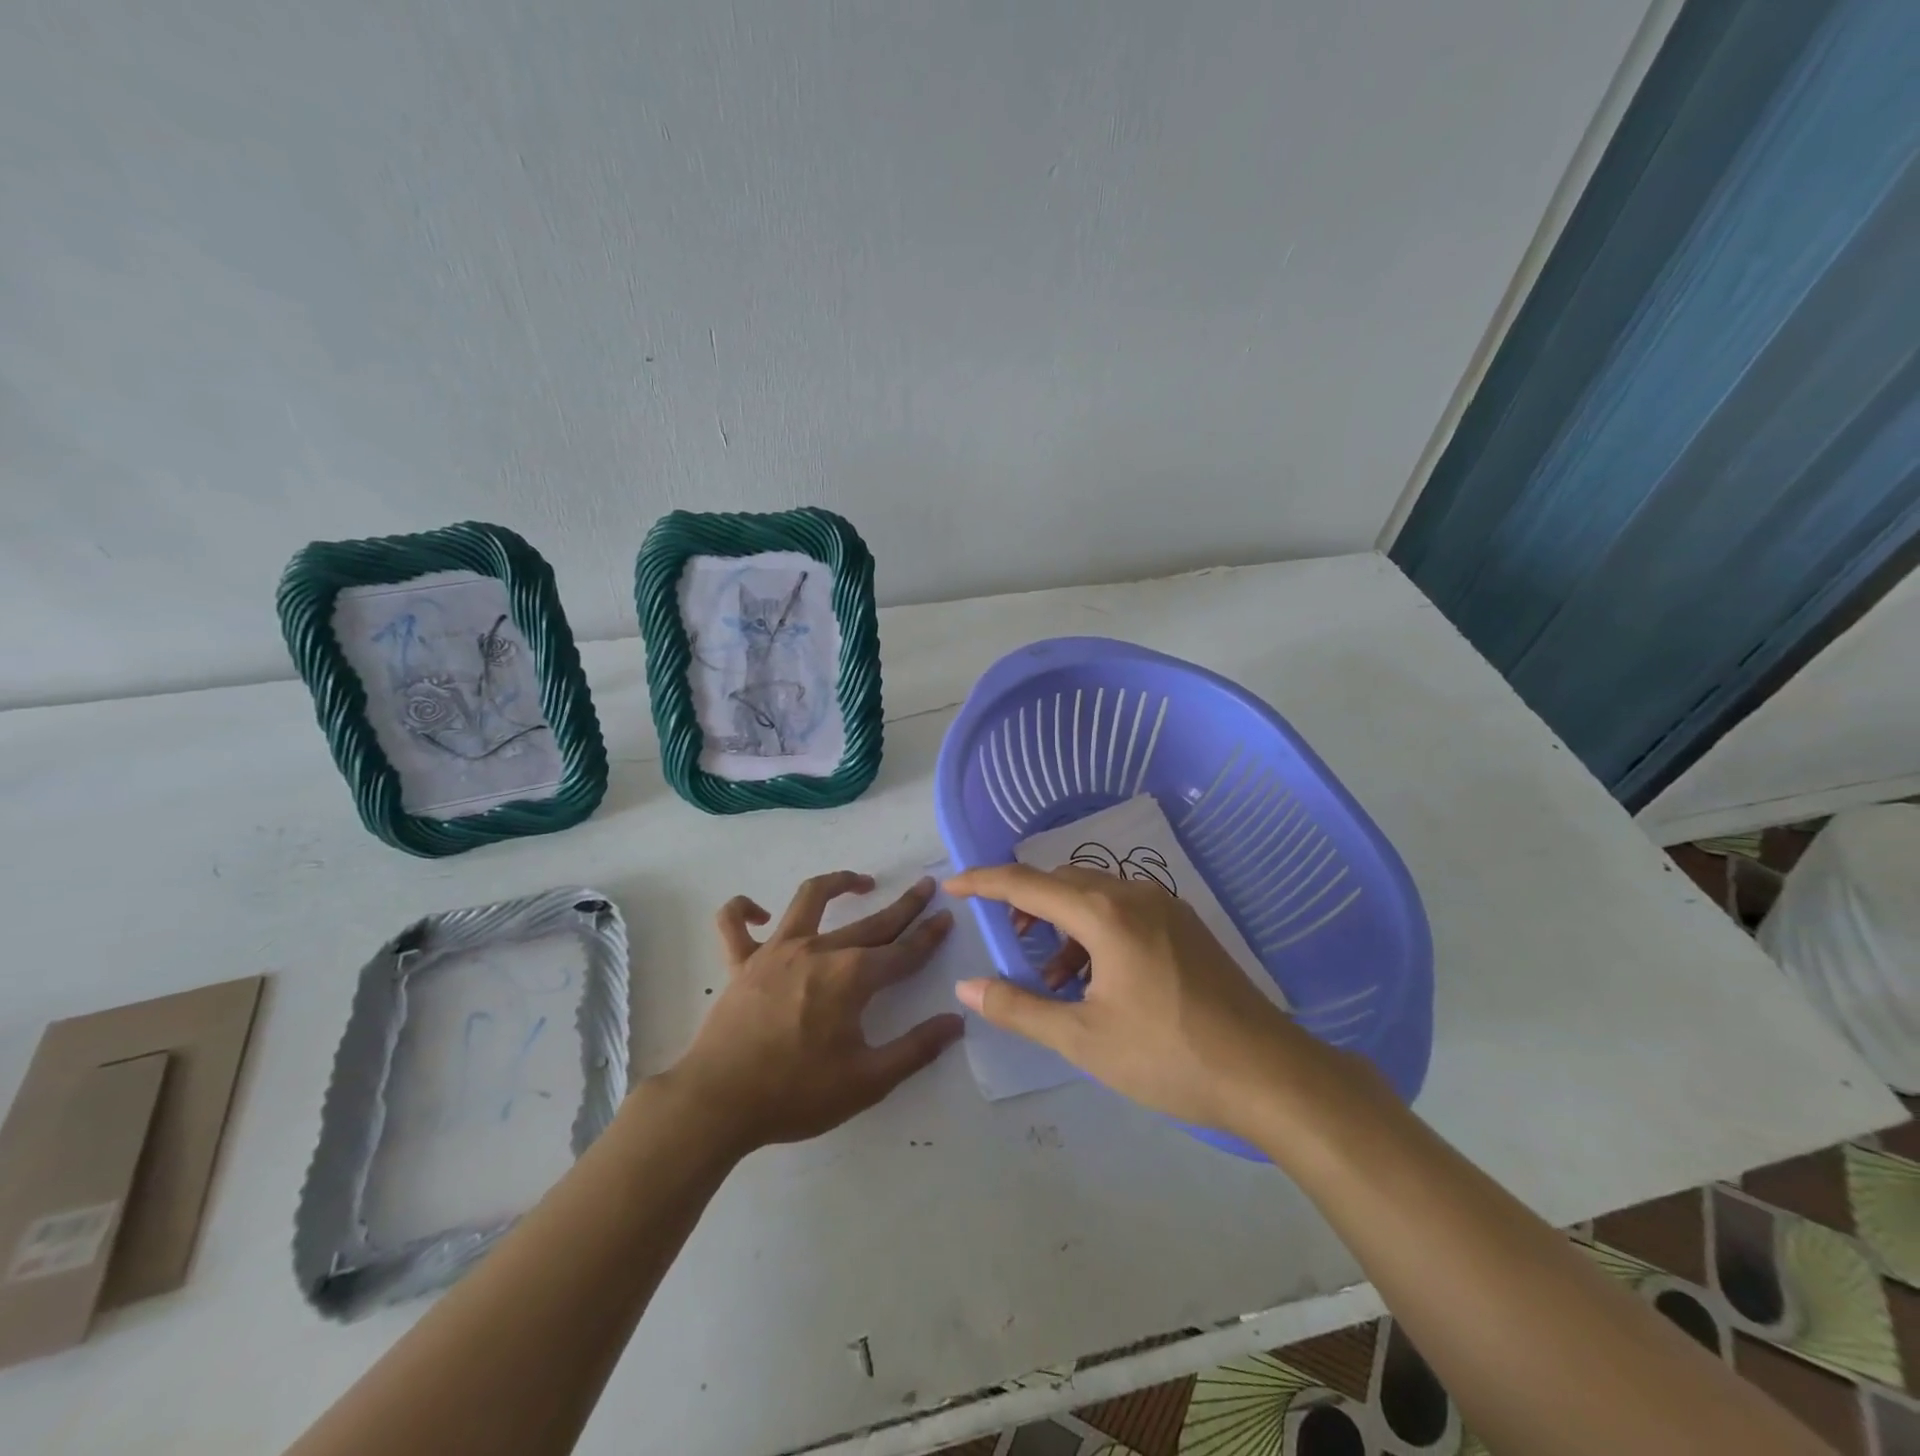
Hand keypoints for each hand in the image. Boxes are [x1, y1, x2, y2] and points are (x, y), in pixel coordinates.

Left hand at [667, 872, 963, 1153]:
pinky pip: (733, 925)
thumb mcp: (868, 1082)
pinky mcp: (741, 962)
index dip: (928, 936)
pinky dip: (742, 911)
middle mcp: (818, 951)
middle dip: (904, 905)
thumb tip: (956, 1022)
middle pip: (870, 922)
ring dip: (837, 883)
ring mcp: (775, 951)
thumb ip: (915, 1050)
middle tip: (925, 886)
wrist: (718, 1104)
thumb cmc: (795, 1094)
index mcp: (851, 977)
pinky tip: (758, 913)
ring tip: (859, 882)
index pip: (902, 952)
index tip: (947, 917)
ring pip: (809, 899)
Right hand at [946, 864, 1371, 1139]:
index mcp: (1104, 913)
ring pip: (1095, 893)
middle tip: (1010, 938)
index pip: (1026, 883)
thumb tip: (967, 988)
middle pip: (1062, 880)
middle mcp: (1133, 893)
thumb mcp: (1082, 1039)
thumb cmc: (1167, 1055)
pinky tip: (1099, 977)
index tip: (952, 885)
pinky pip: (1124, 908)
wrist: (1268, 1072)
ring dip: (1063, 919)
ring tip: (1055, 973)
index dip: (983, 881)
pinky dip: (1095, 929)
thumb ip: (1019, 1008)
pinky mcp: (1185, 925)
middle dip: (1027, 901)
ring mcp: (1165, 906)